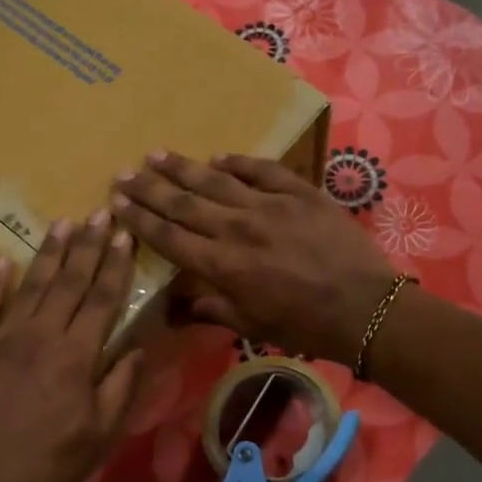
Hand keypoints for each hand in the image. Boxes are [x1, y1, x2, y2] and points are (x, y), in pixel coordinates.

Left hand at [0, 212, 143, 481]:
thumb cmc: (49, 470)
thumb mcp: (101, 434)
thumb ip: (121, 385)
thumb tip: (138, 346)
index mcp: (75, 356)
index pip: (101, 298)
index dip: (115, 264)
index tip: (124, 234)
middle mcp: (37, 336)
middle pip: (67, 282)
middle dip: (86, 245)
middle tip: (98, 212)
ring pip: (29, 286)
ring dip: (47, 254)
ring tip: (61, 223)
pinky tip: (2, 263)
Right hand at [112, 152, 397, 362]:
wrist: (364, 307)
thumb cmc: (305, 325)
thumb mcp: (252, 326)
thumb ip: (211, 310)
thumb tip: (175, 308)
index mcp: (223, 265)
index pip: (169, 237)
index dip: (140, 220)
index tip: (117, 203)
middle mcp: (237, 229)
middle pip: (184, 203)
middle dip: (149, 188)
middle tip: (124, 172)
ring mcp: (269, 205)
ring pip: (216, 180)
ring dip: (183, 168)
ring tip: (157, 155)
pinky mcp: (300, 191)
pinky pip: (262, 170)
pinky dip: (239, 162)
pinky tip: (219, 156)